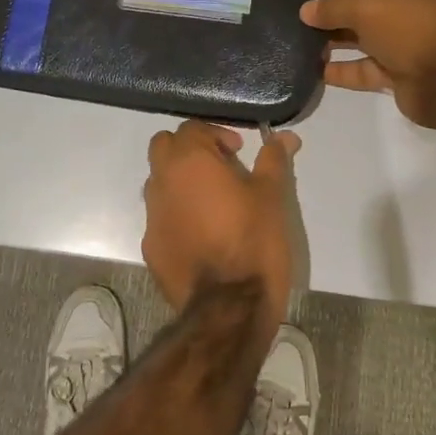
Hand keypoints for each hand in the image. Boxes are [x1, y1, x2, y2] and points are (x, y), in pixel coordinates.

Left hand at [141, 122, 306, 339]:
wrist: (228, 306)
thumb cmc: (253, 240)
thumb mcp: (271, 196)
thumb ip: (273, 160)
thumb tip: (285, 136)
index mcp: (189, 161)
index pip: (190, 128)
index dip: (215, 135)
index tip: (238, 153)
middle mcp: (161, 182)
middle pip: (163, 147)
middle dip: (188, 150)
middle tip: (220, 168)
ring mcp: (151, 216)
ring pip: (158, 182)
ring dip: (180, 182)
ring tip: (212, 202)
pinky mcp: (150, 247)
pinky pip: (160, 218)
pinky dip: (176, 215)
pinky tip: (202, 235)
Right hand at [300, 0, 435, 130]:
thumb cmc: (408, 26)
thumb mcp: (364, 7)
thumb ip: (331, 8)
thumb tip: (306, 11)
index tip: (313, 7)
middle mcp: (403, 3)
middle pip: (357, 5)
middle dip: (329, 17)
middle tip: (298, 30)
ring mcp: (401, 38)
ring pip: (359, 38)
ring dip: (332, 44)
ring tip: (300, 51)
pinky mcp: (398, 70)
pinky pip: (364, 67)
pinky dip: (342, 70)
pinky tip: (315, 73)